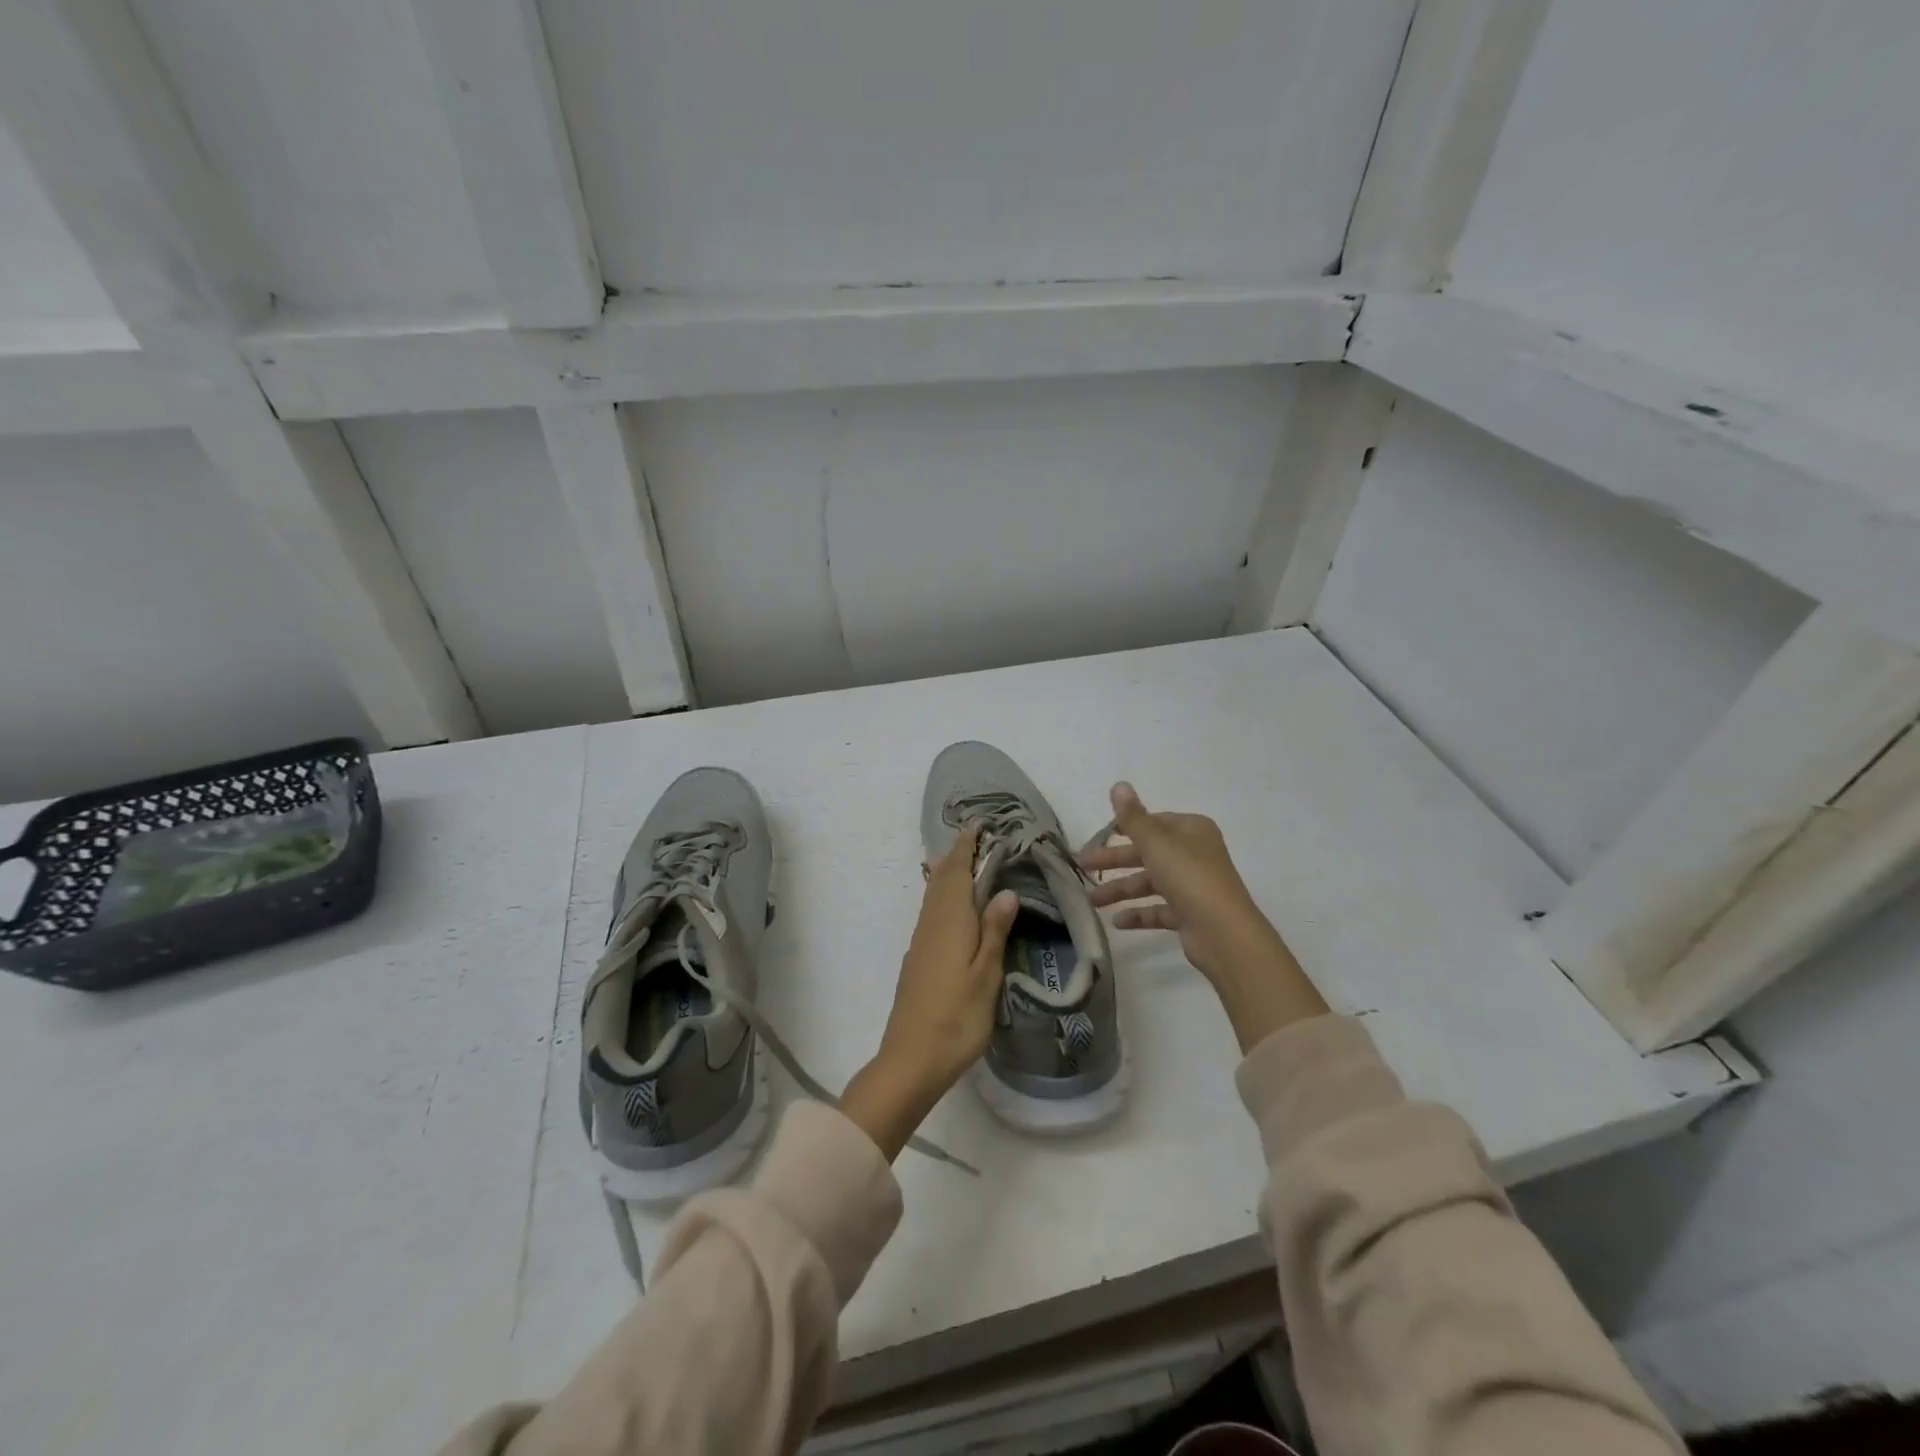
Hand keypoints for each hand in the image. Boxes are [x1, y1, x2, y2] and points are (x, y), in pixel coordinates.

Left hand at [840, 826, 1019, 1159]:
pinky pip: (931, 912)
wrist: (911, 1059)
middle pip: (941, 879)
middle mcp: (931, 924)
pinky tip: (951, 906)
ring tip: (966, 861)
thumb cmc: (957, 1017)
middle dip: (957, 855)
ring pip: (933, 895)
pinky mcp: (917, 959)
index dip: (966, 847)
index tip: (977, 825)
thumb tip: (1004, 890)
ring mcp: (920, 942)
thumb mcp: (986, 975)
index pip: (957, 873)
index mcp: (950, 922)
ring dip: (948, 873)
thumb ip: (994, 930)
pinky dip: (942, 895)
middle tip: (977, 838)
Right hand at [1081, 783, 1327, 1051]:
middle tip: (1082, 866)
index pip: (1154, 822)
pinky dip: (1138, 914)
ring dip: (1121, 889)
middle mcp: (1194, 854)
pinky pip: (1158, 910)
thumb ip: (1132, 817)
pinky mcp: (1190, 914)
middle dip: (1115, 860)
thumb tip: (1118, 784)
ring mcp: (1193, 886)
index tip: (1099, 835)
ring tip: (1092, 901)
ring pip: (1150, 882)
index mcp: (1191, 830)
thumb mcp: (1156, 842)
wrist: (1223, 933)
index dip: (1126, 827)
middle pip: (1147, 853)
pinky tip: (1117, 922)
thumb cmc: (1189, 876)